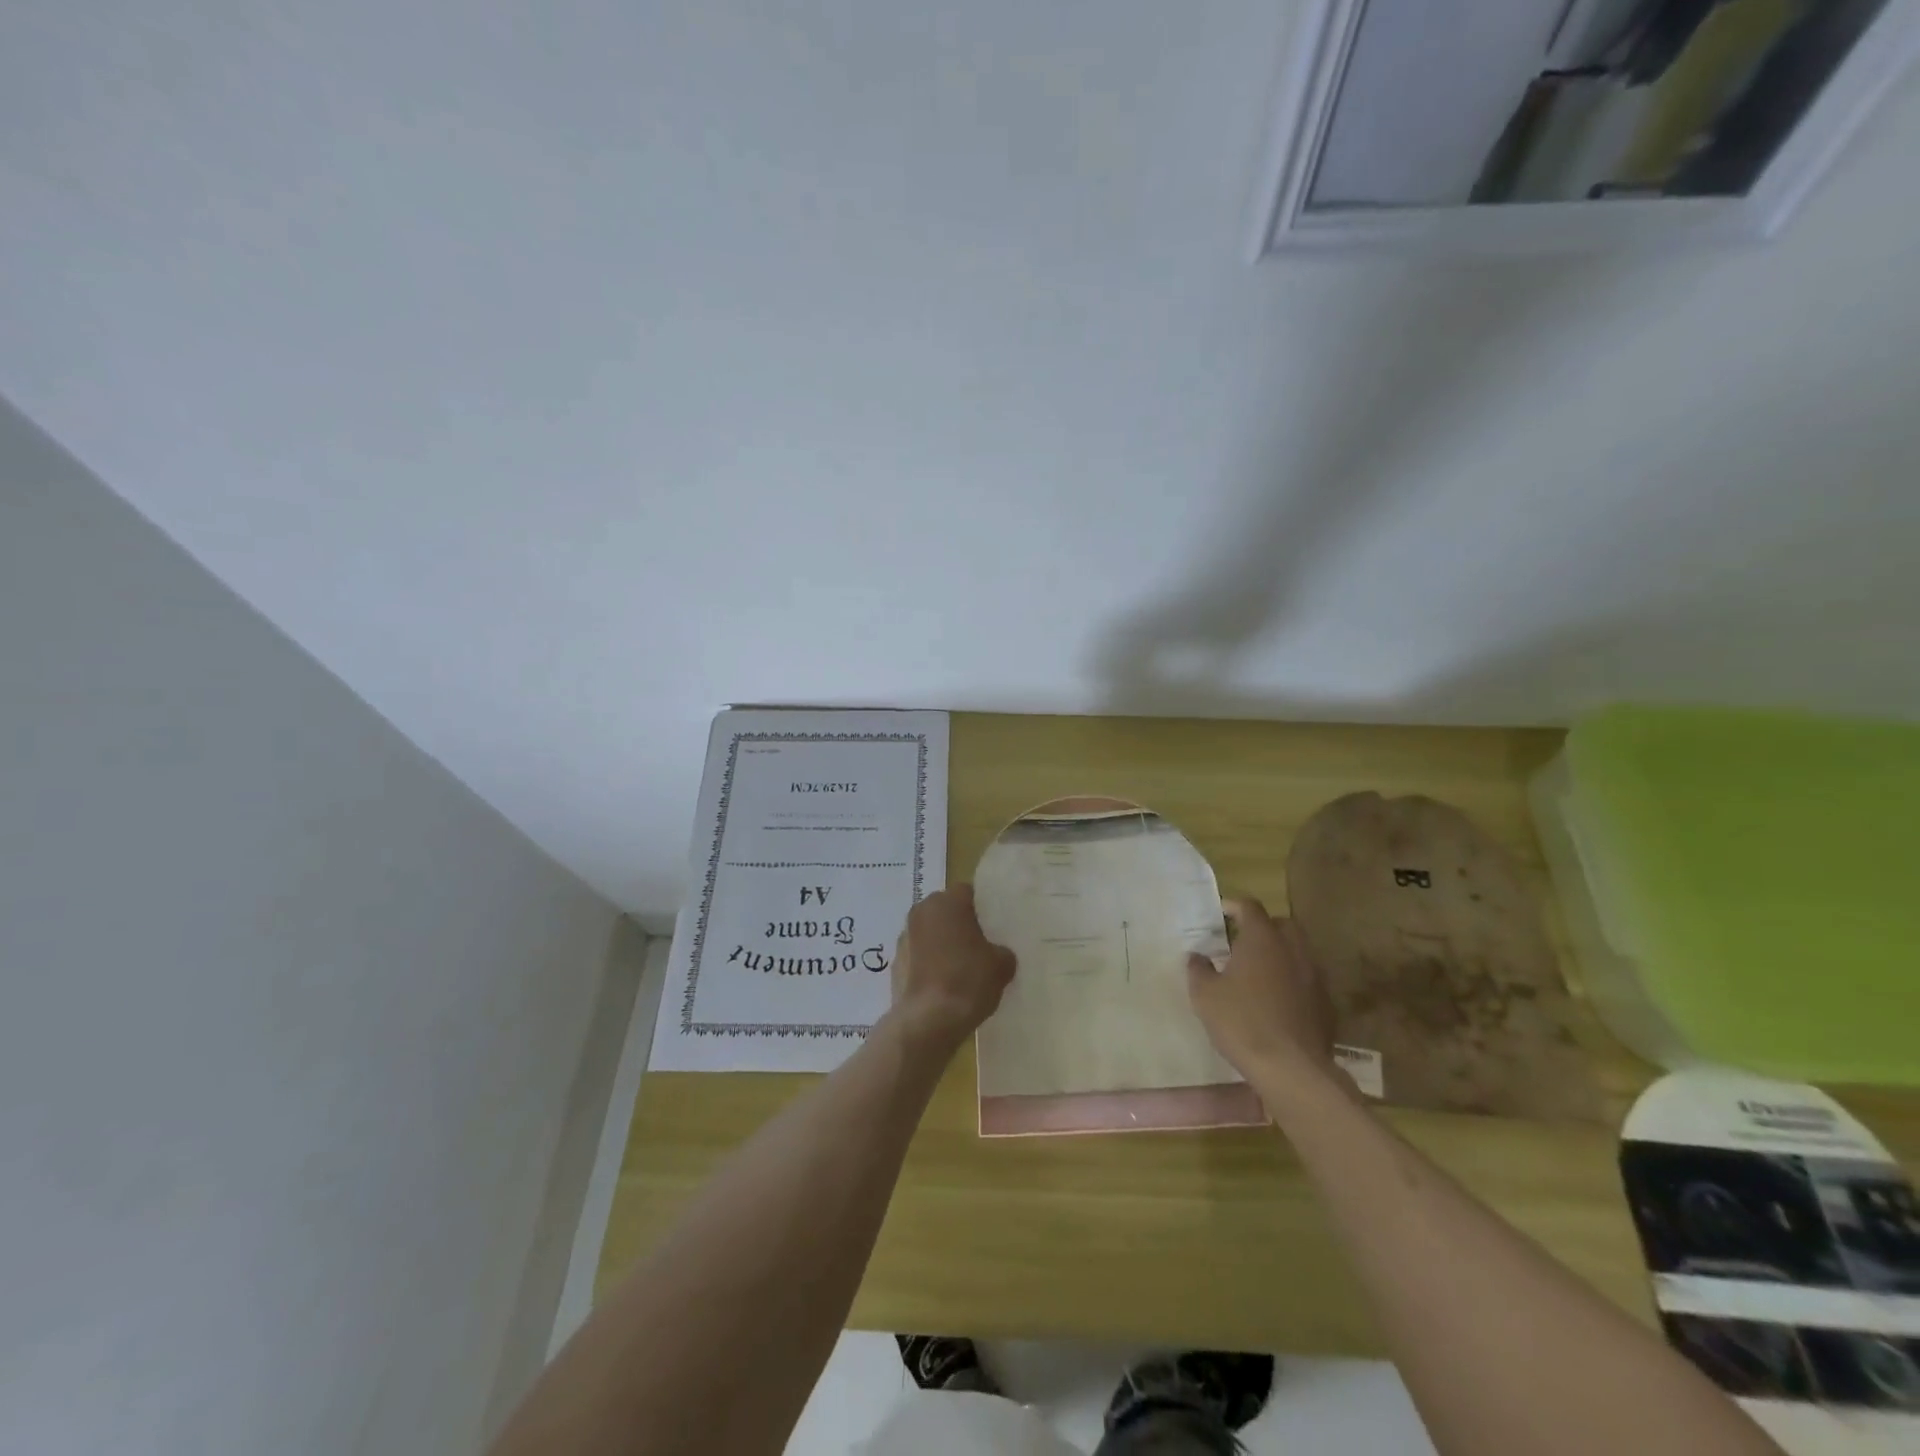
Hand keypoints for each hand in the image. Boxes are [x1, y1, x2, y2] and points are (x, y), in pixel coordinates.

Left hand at [888, 885, 1016, 1052]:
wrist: (928, 1021)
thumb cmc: (968, 981)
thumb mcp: (1002, 965)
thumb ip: (1002, 951)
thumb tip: (997, 954)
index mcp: (947, 902)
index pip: (968, 892)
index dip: (982, 908)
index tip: (993, 927)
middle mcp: (922, 911)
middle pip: (946, 910)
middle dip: (960, 924)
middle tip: (980, 946)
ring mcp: (904, 937)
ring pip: (930, 932)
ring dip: (942, 943)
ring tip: (961, 968)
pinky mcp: (895, 962)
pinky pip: (918, 955)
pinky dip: (929, 963)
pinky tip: (944, 984)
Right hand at [1187, 897, 1336, 1087]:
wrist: (1291, 1069)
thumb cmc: (1241, 1022)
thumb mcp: (1204, 994)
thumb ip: (1198, 969)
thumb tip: (1197, 956)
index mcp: (1263, 939)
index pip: (1250, 907)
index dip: (1234, 906)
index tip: (1220, 914)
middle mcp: (1293, 950)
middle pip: (1282, 924)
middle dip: (1263, 927)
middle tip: (1241, 942)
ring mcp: (1315, 977)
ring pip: (1298, 952)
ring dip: (1280, 955)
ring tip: (1259, 973)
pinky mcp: (1326, 1004)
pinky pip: (1308, 981)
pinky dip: (1293, 982)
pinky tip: (1277, 1001)